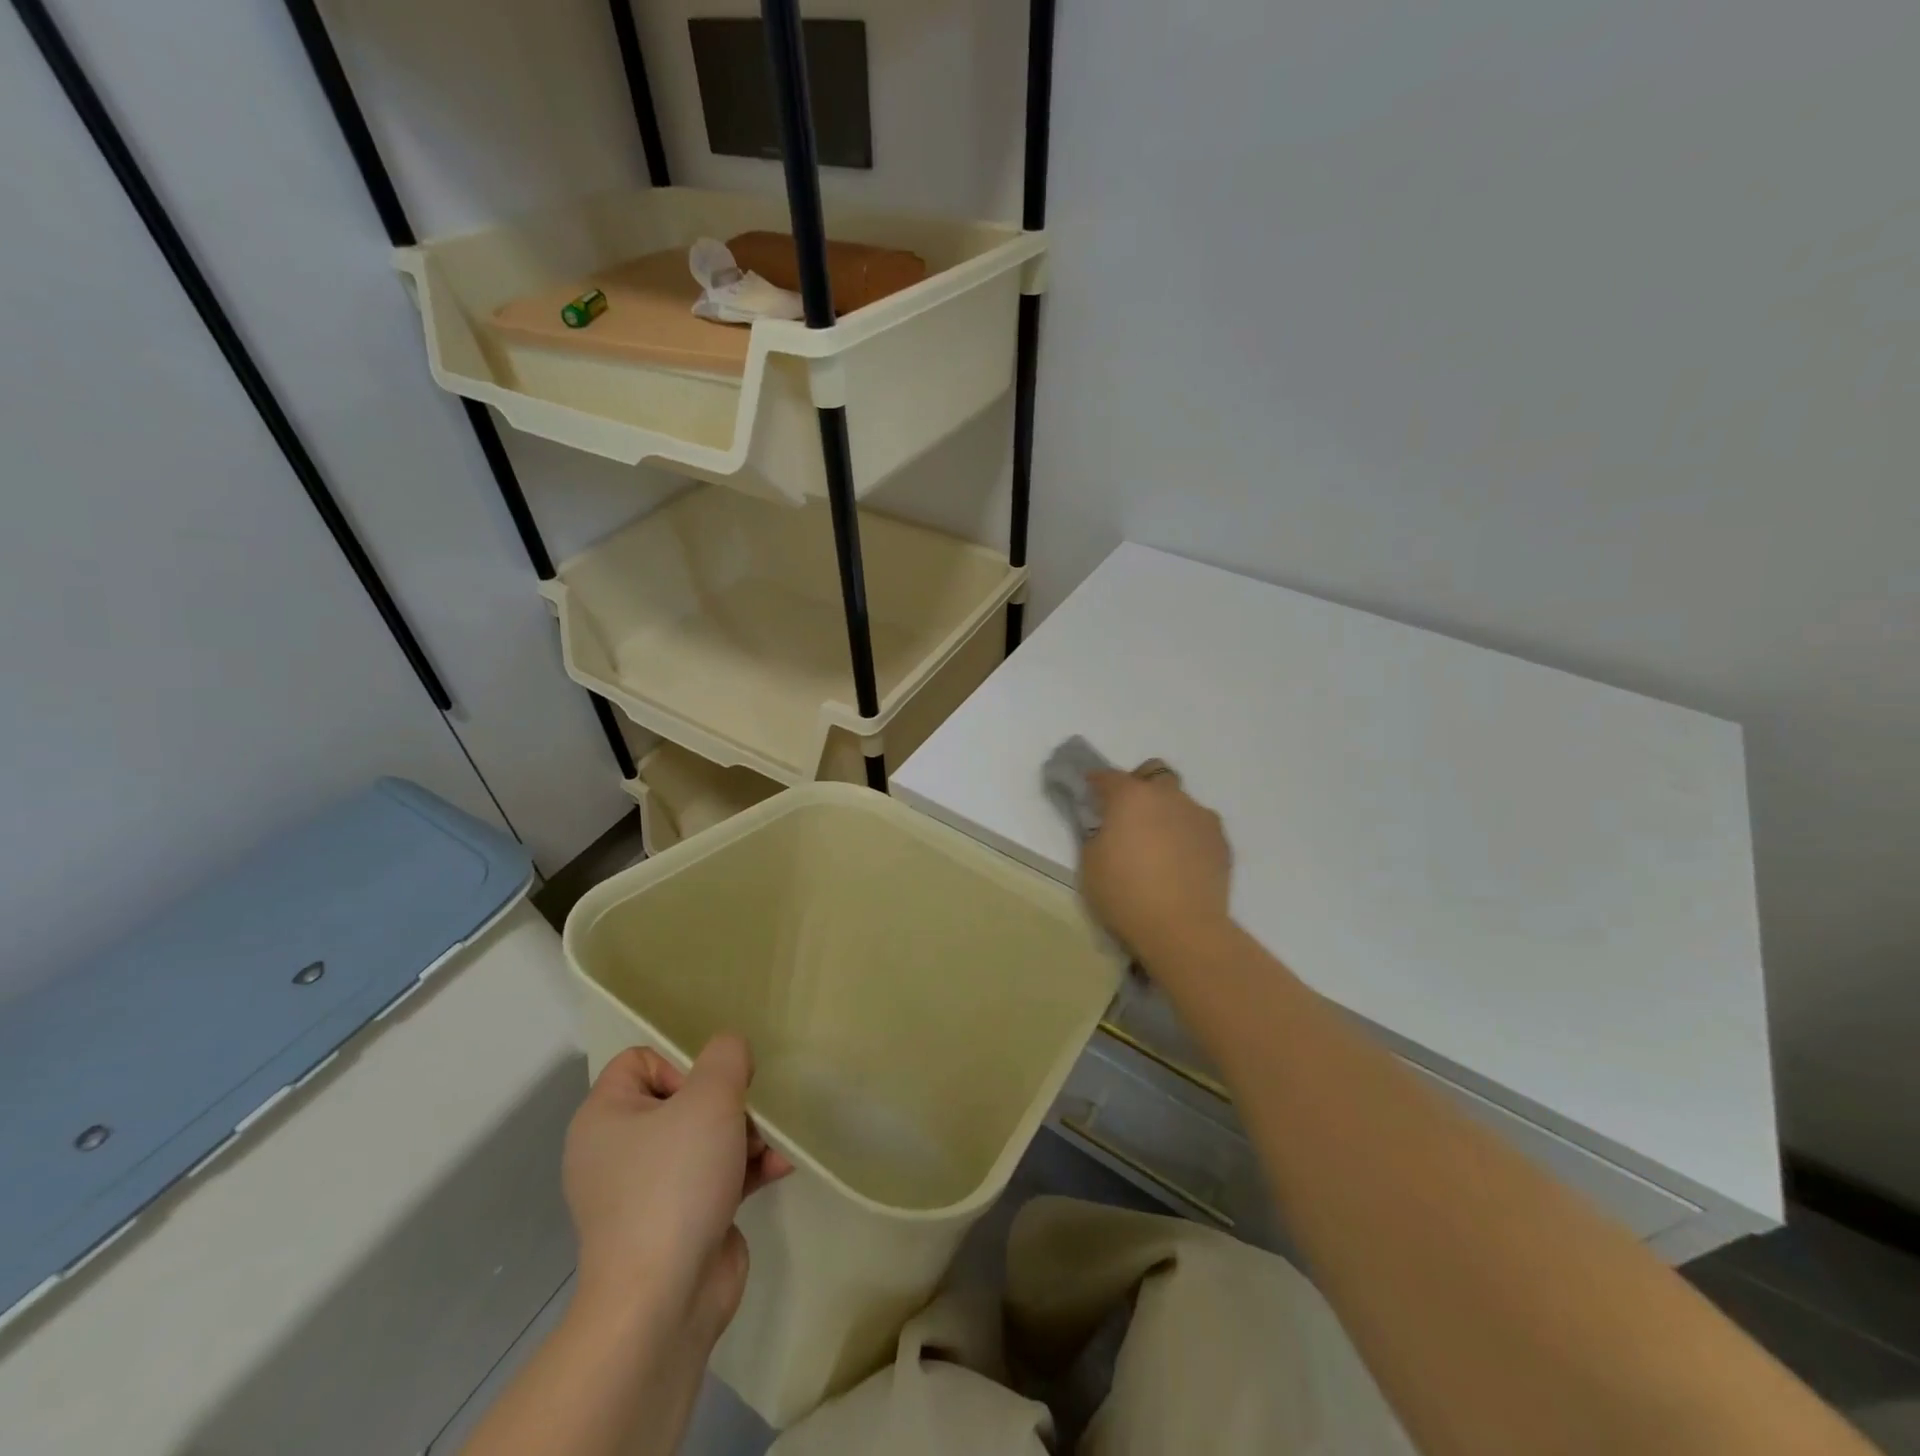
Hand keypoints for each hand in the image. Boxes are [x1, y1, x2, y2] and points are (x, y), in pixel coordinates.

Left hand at [562, 1034, 792, 1345]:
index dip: (681, 1063)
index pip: (640, 1060)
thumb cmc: (675, 1183)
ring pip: (703, 1138)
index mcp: (605, 1118)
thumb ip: (726, 1057)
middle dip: (726, 1104)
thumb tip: (731, 1052)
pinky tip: (779, 1168)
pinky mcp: (676, 1222)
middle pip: (681, 1099)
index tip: (709, 1089)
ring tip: (770, 1146)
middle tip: (747, 1118)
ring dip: (744, 1135)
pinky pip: (713, 1177)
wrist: (662, 1303)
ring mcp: (646, 1192)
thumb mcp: (710, 1098)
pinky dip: (744, 1170)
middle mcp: (617, 1152)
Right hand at [1082, 761, 1232, 962]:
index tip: (1089, 793)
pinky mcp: (1221, 841)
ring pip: (1181, 801)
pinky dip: (1187, 836)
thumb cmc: (1125, 894)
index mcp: (1131, 796)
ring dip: (1167, 812)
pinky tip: (1180, 862)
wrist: (1182, 929)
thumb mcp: (1090, 862)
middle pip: (1154, 774)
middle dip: (1140, 787)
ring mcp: (1200, 817)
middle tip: (1129, 816)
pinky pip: (1199, 827)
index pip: (1108, 776)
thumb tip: (1107, 825)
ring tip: (1159, 845)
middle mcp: (1168, 796)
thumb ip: (1097, 832)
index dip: (1095, 782)